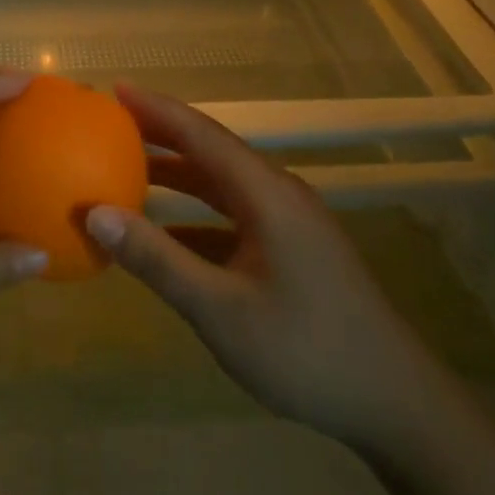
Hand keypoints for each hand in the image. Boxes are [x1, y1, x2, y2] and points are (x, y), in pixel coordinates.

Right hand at [86, 85, 441, 447]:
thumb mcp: (221, 310)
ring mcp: (290, 222)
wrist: (398, 406)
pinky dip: (196, 215)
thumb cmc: (307, 351)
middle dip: (162, 134)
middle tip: (113, 123)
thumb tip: (96, 214)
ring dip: (178, 174)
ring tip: (130, 168)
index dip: (156, 109)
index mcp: (265, 193)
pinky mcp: (294, 249)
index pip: (200, 134)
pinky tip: (168, 235)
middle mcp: (278, 194)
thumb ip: (158, 260)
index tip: (117, 88)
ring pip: (223, 183)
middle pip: (211, 150)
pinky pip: (234, 215)